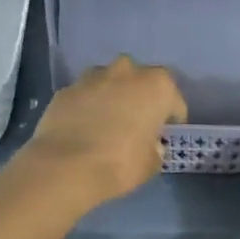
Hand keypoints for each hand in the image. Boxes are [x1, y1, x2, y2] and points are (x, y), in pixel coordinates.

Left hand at [25, 57, 186, 205]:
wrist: (65, 167)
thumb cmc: (120, 163)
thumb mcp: (152, 163)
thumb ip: (155, 148)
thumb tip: (149, 144)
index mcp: (157, 86)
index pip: (174, 101)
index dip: (172, 120)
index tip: (164, 136)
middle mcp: (126, 71)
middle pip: (141, 81)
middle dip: (141, 98)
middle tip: (136, 124)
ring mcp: (92, 77)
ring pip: (110, 82)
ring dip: (112, 96)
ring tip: (107, 123)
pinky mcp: (66, 89)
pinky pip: (85, 95)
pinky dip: (87, 106)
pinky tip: (83, 128)